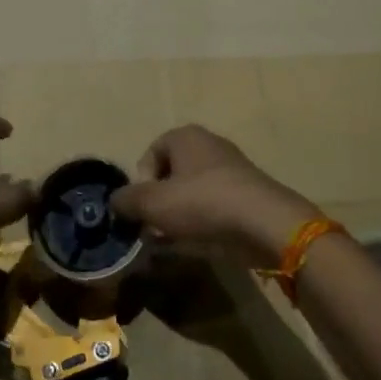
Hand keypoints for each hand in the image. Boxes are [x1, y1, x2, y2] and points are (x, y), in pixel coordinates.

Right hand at [110, 125, 315, 268]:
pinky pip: (214, 206)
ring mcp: (231, 169)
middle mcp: (208, 144)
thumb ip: (127, 200)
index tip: (143, 210)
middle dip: (160, 203)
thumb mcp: (153, 203)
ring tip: (176, 241)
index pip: (150, 155)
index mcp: (185, 136)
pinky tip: (201, 243)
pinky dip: (204, 223)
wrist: (264, 224)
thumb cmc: (202, 203)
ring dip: (180, 216)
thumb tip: (115, 201)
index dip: (141, 184)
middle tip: (156, 229)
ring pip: (192, 192)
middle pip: (171, 174)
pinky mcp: (247, 194)